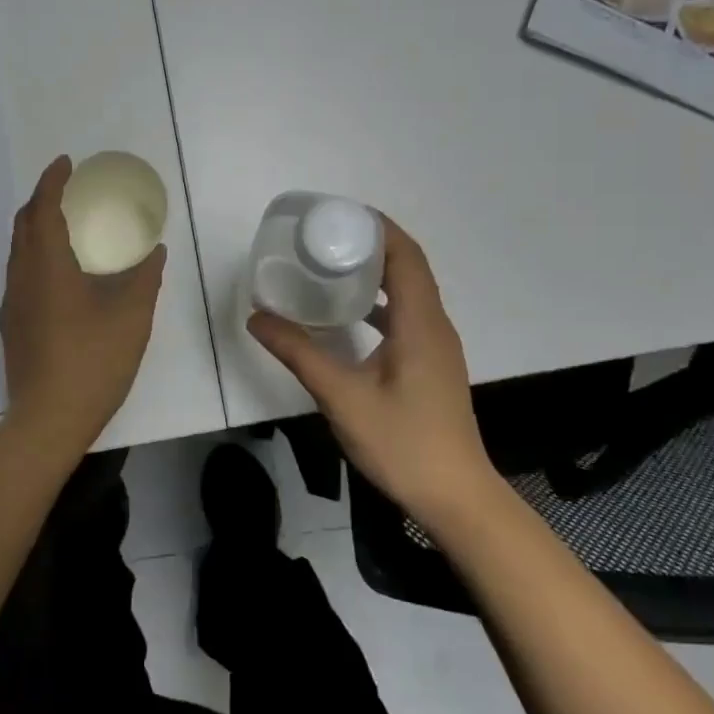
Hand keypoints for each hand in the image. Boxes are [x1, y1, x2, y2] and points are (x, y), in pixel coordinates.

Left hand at [0, 155, 166, 443]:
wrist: (48, 420)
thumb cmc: (93, 362)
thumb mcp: (131, 316)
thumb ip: (144, 277)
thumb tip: (155, 250)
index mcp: (47, 266)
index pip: (43, 208)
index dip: (52, 181)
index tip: (66, 163)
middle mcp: (22, 278)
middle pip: (24, 224)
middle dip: (42, 199)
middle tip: (69, 191)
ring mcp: (13, 303)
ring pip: (19, 251)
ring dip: (37, 227)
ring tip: (66, 226)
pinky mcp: (13, 325)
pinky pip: (21, 273)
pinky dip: (36, 255)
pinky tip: (61, 274)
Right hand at [249, 216, 500, 535]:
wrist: (456, 497)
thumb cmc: (402, 442)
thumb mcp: (342, 396)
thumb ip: (299, 353)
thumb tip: (257, 318)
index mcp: (420, 322)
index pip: (406, 255)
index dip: (378, 227)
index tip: (339, 215)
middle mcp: (434, 325)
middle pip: (409, 267)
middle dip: (372, 245)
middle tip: (325, 238)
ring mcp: (437, 347)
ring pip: (410, 293)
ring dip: (377, 274)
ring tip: (332, 268)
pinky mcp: (433, 365)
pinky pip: (407, 317)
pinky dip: (380, 304)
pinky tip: (349, 319)